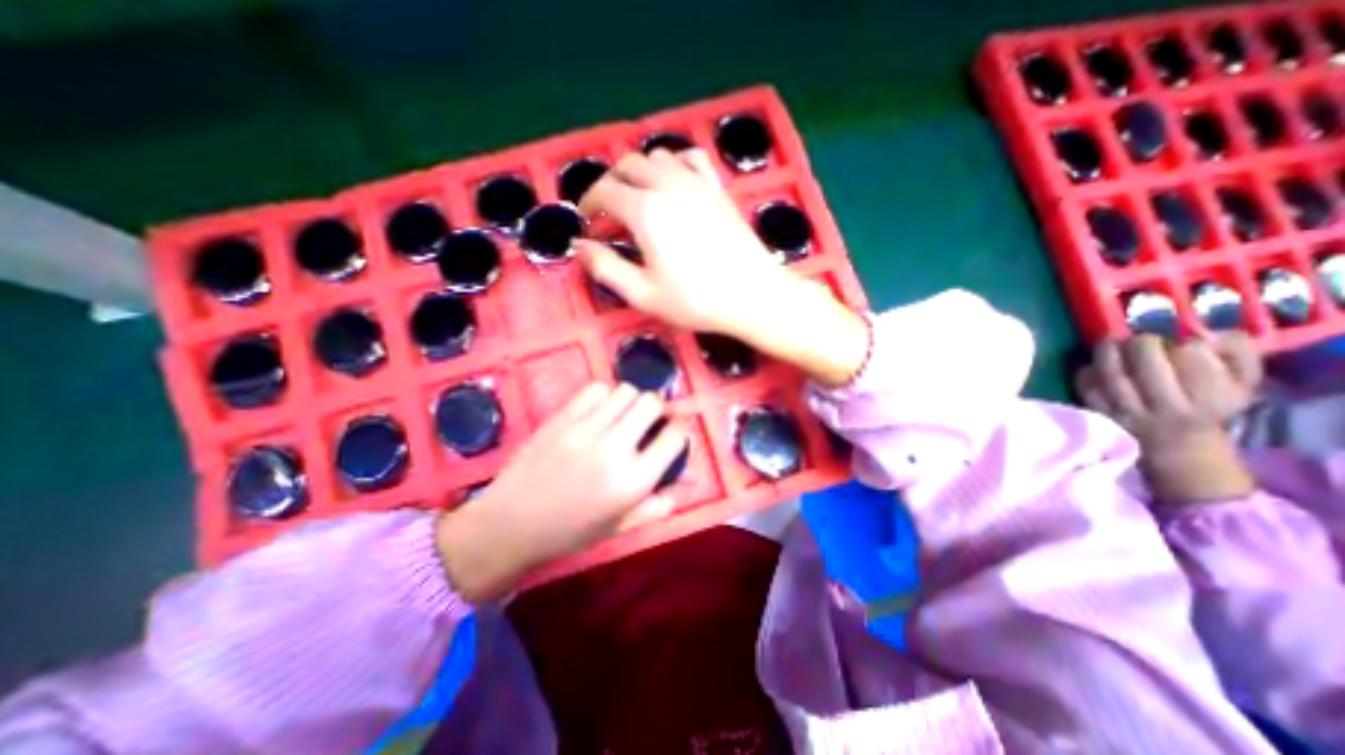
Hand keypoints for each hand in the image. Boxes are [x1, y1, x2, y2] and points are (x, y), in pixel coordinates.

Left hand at [437, 384, 687, 599]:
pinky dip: (604, 396)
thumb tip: (689, 476)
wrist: (511, 524)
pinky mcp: (562, 417)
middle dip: (657, 409)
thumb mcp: (622, 525)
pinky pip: (595, 389)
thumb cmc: (572, 531)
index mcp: (633, 481)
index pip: (675, 436)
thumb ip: (660, 502)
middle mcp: (614, 449)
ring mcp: (585, 429)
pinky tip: (598, 413)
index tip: (673, 433)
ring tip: (622, 416)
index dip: (680, 430)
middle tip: (647, 422)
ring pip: (625, 391)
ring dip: (631, 401)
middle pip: (652, 403)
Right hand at [578, 147, 873, 385]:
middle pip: (627, 166)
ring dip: (639, 172)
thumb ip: (606, 268)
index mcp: (645, 210)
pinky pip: (691, 159)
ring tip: (637, 199)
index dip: (589, 205)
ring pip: (657, 156)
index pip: (604, 192)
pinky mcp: (718, 189)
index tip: (587, 223)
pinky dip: (675, 164)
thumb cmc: (696, 299)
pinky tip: (674, 183)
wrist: (752, 295)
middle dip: (610, 185)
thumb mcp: (643, 294)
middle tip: (608, 214)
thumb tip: (580, 246)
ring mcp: (697, 183)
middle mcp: (668, 185)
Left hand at [1073, 329, 1261, 502]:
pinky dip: (1086, 371)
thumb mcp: (1242, 382)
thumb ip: (1236, 352)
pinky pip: (1086, 387)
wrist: (1177, 446)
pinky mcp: (1100, 414)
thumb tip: (1206, 332)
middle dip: (1139, 342)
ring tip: (1112, 342)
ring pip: (1111, 374)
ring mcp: (1129, 412)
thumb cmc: (1209, 405)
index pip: (1191, 357)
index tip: (1174, 337)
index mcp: (1211, 397)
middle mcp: (1167, 407)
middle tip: (1138, 336)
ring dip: (1108, 351)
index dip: (1178, 340)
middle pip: (1145, 364)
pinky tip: (1095, 365)